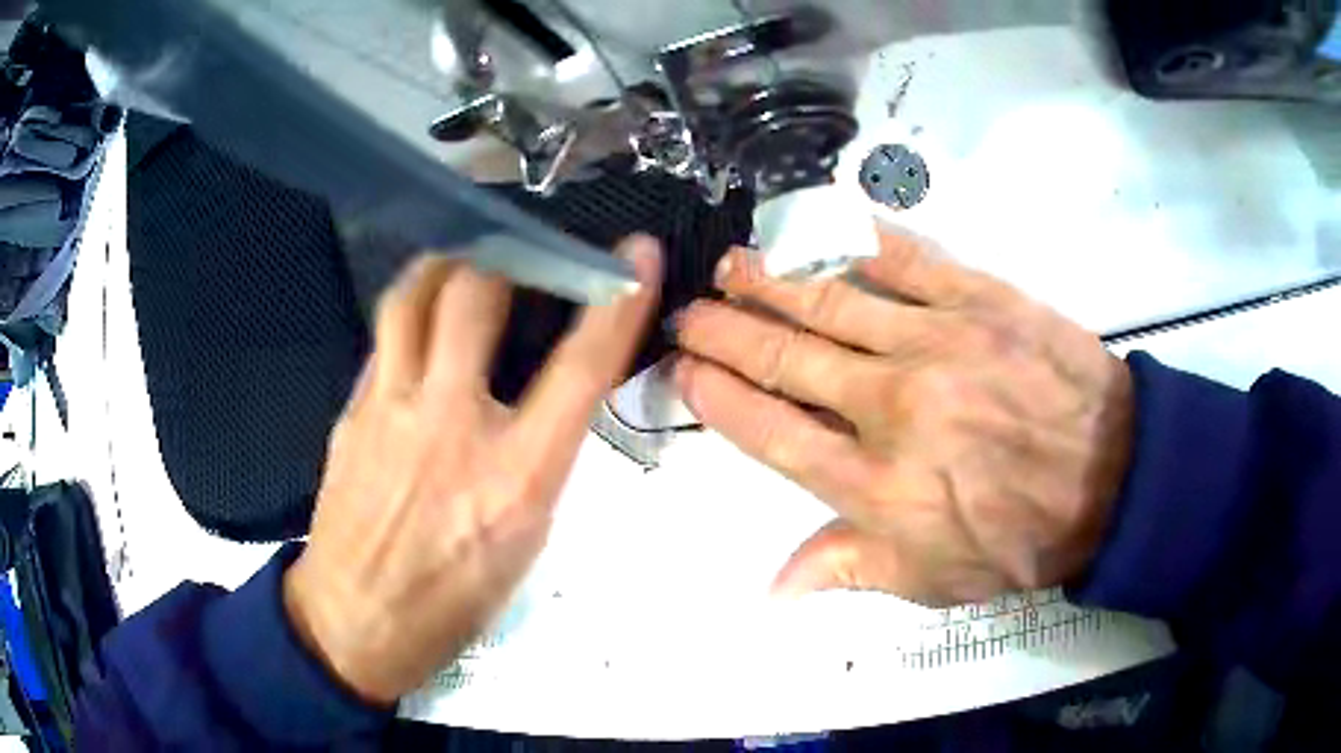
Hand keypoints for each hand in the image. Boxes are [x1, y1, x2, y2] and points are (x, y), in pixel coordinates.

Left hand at [284, 237, 661, 703]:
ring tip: (464, 260)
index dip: (617, 303)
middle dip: (508, 255)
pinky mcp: (351, 412)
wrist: (356, 623)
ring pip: (414, 297)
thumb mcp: (525, 540)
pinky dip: (410, 316)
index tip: (635, 257)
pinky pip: (384, 339)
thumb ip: (539, 457)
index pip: (580, 367)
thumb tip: (549, 397)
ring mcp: (390, 412)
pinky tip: (419, 326)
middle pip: (477, 296)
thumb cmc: (453, 599)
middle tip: (522, 250)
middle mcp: (452, 428)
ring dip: (446, 265)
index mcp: (516, 478)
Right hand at [673, 227, 1132, 606]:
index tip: (683, 371)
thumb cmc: (1020, 538)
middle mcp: (892, 408)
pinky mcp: (981, 299)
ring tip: (733, 264)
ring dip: (771, 279)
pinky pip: (908, 258)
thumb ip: (846, 571)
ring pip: (832, 301)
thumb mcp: (931, 580)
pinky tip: (821, 222)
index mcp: (876, 486)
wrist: (1112, 479)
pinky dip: (857, 237)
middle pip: (787, 359)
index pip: (771, 432)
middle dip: (725, 332)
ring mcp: (937, 344)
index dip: (718, 397)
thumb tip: (769, 592)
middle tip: (689, 312)